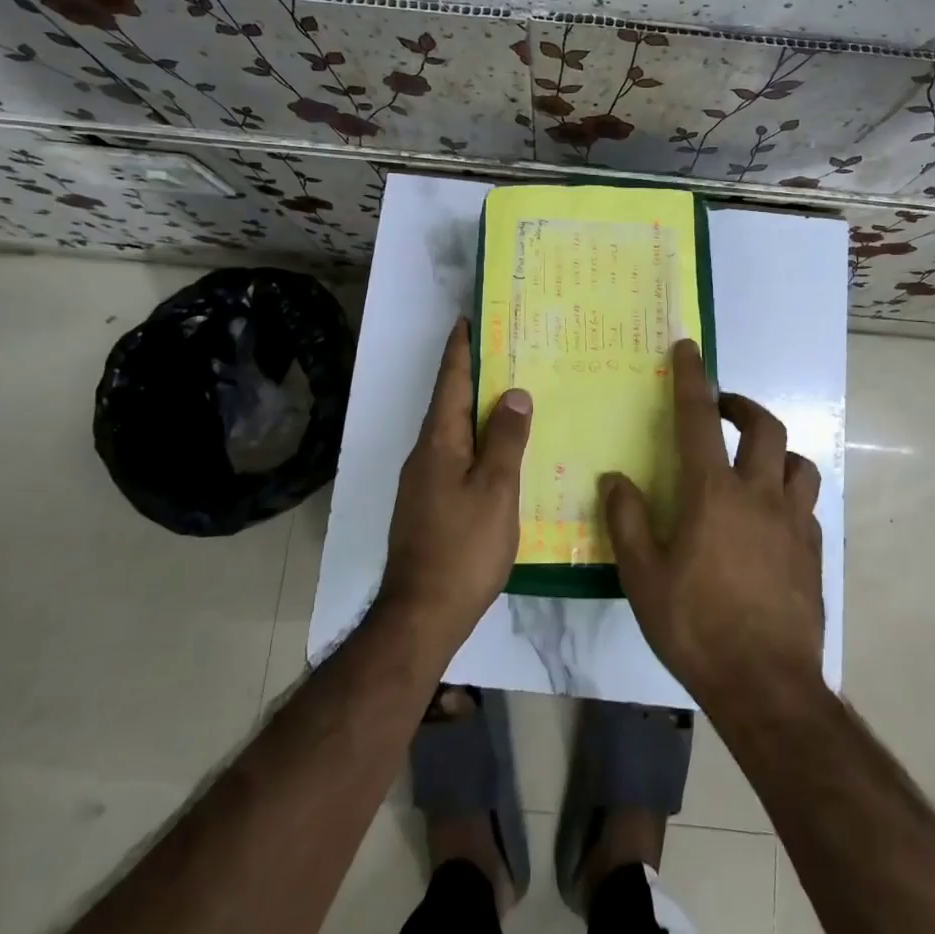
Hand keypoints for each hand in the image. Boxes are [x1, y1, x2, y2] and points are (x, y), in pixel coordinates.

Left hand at [379, 319, 532, 648]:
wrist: (422, 614)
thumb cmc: (463, 547)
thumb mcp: (496, 490)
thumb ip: (506, 440)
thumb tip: (513, 393)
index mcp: (439, 442)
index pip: (450, 381)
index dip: (461, 349)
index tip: (470, 319)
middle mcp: (425, 454)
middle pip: (449, 403)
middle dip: (472, 375)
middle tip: (506, 352)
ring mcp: (423, 482)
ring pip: (453, 432)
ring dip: (476, 409)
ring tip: (511, 397)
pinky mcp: (428, 505)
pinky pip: (455, 457)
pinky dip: (476, 442)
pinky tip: (500, 453)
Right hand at [602, 339, 824, 714]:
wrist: (766, 685)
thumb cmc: (696, 626)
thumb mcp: (644, 577)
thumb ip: (628, 521)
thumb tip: (615, 479)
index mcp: (713, 494)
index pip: (699, 420)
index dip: (692, 379)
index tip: (689, 348)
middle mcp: (759, 495)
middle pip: (764, 428)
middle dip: (742, 407)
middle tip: (723, 410)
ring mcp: (793, 523)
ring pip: (798, 463)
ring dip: (775, 451)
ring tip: (753, 462)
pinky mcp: (814, 552)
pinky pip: (805, 506)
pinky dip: (787, 496)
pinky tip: (771, 520)